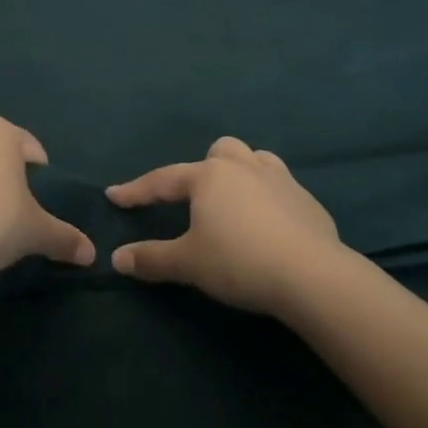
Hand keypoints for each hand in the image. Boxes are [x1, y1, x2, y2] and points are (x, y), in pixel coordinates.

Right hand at [108, 136, 345, 316]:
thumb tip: (116, 258)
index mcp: (208, 176)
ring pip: (255, 160)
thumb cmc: (240, 262)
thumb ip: (151, 258)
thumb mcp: (189, 263)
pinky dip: (270, 198)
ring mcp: (280, 179)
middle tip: (198, 198)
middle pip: (218, 151)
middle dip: (205, 168)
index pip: (162, 180)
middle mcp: (242, 166)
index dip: (136, 190)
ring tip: (237, 201)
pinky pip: (282, 188)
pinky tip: (271, 225)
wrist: (313, 276)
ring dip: (242, 173)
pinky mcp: (308, 201)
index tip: (114, 196)